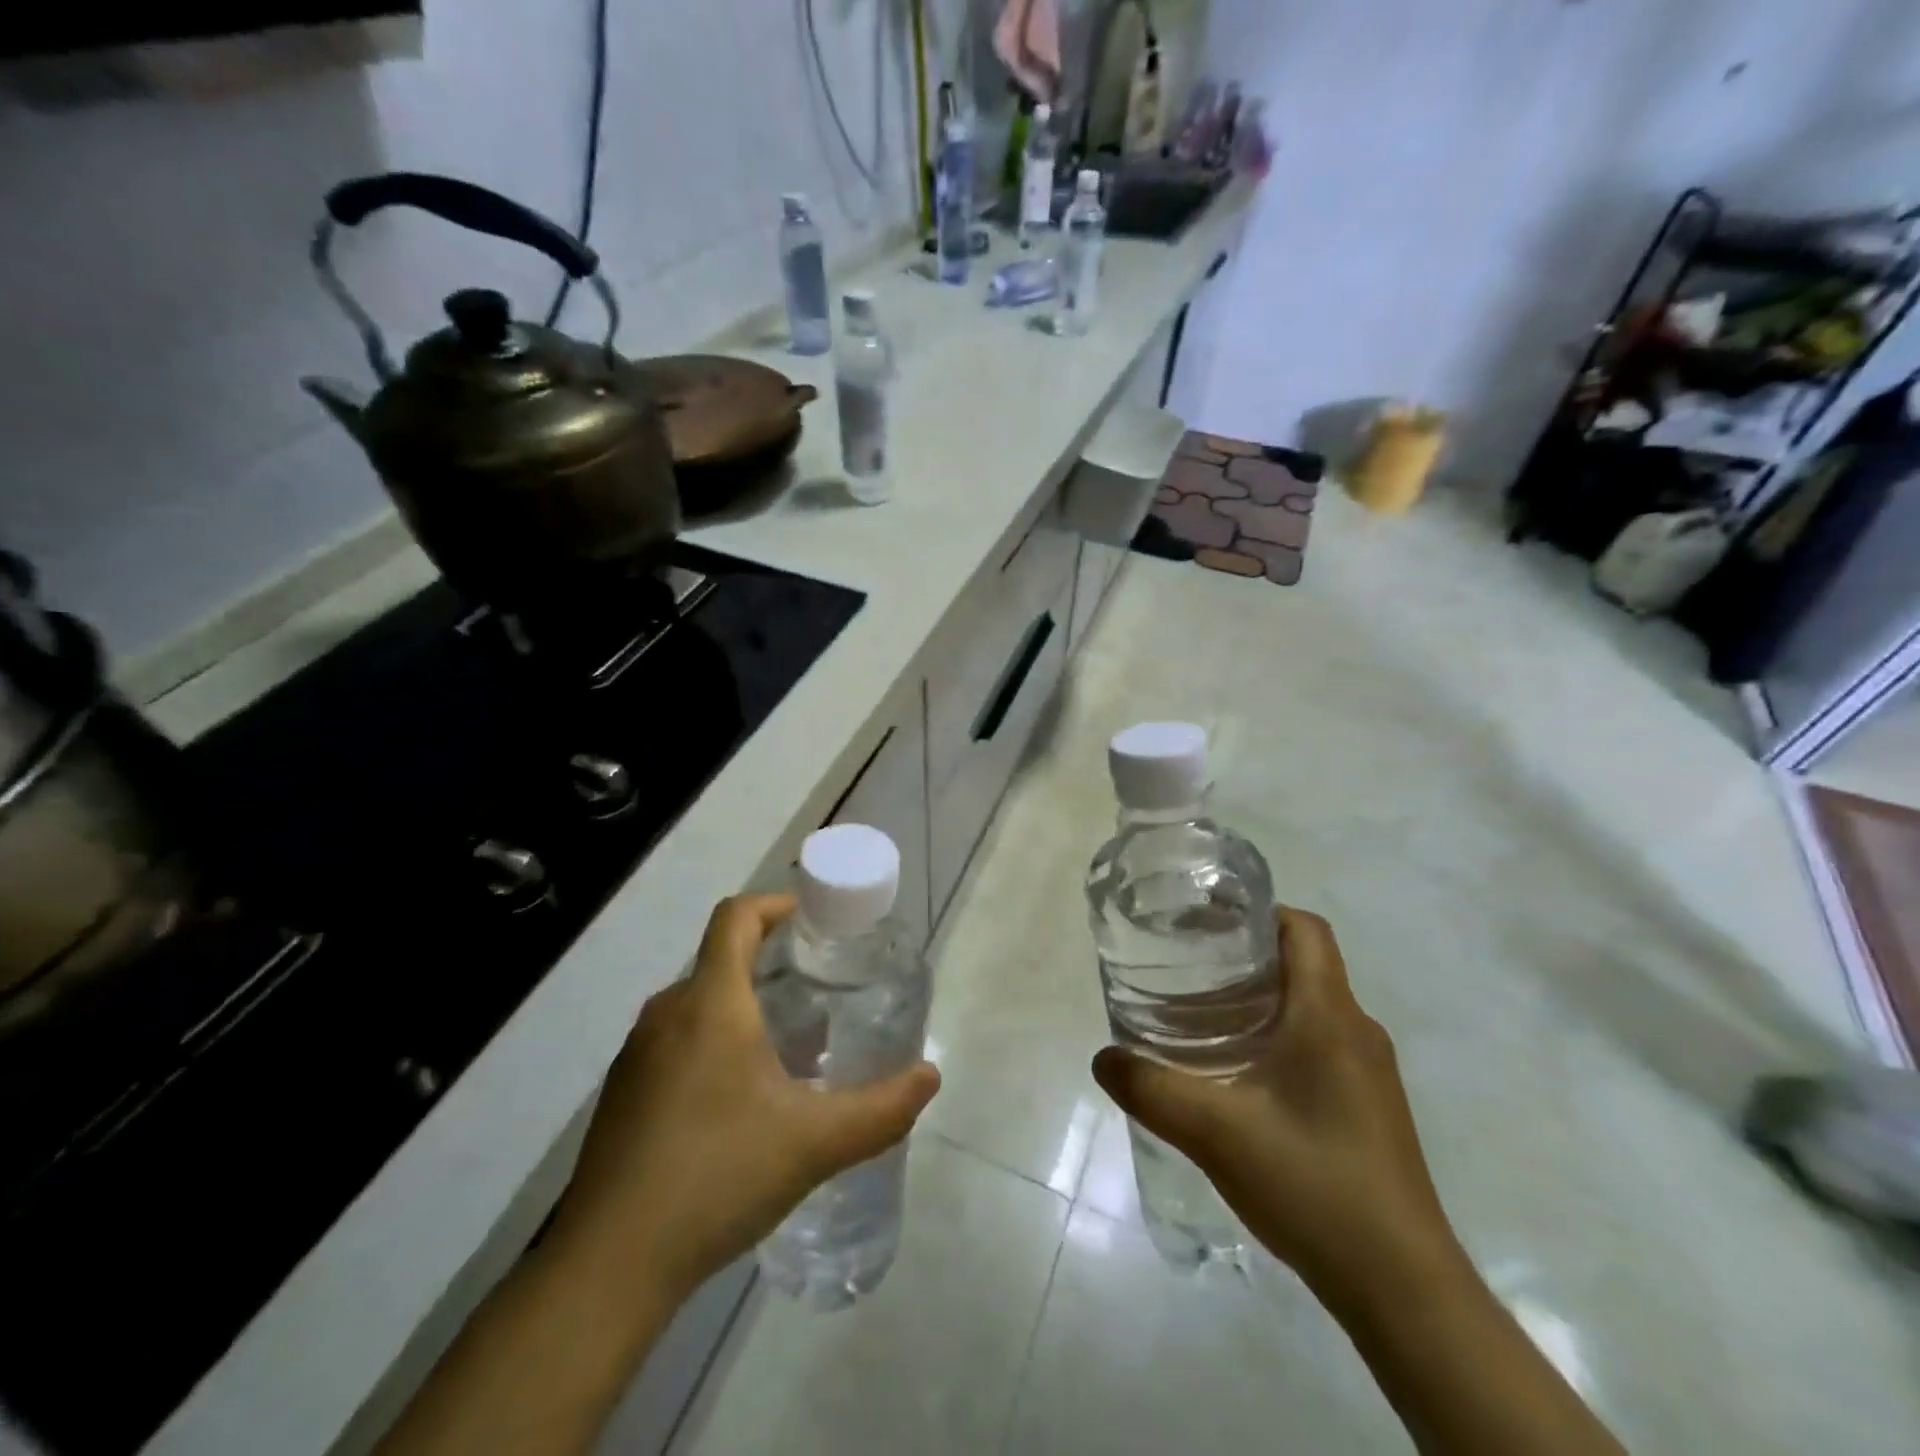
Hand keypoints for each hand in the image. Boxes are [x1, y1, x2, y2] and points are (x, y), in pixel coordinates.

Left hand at [549, 894, 940, 1302]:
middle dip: (772, 962)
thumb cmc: (716, 1176)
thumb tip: (930, 1077)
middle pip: (721, 958)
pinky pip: (676, 1040)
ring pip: (698, 1003)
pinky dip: (713, 1042)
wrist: (607, 1267)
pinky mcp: (622, 1093)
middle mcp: (667, 1013)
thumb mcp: (814, 1143)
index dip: (775, 904)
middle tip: (820, 991)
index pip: (736, 916)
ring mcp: (636, 1054)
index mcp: (710, 1002)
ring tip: (789, 1046)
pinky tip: (740, 1100)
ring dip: (743, 1006)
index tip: (815, 921)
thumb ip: (881, 1109)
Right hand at [1091, 907, 1461, 1306]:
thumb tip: (1103, 1057)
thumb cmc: (1314, 1185)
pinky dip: (1276, 1036)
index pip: (1303, 928)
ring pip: (1309, 1006)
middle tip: (1185, 967)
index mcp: (1330, 1016)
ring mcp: (1368, 1072)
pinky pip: (1318, 1043)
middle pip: (1302, 963)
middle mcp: (1356, 1031)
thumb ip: (1151, 1088)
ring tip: (1199, 1015)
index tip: (1205, 922)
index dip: (1257, 911)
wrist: (1403, 1290)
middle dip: (1244, 955)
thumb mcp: (1215, 1132)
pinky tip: (1236, 1074)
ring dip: (1259, 998)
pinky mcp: (1368, 1107)